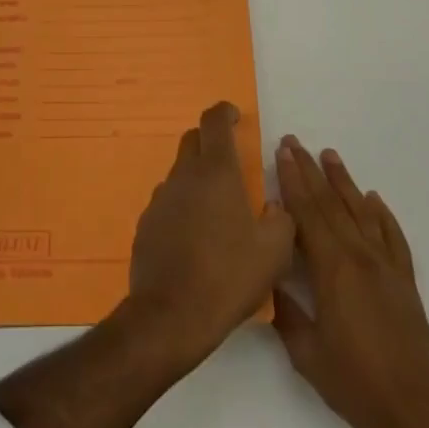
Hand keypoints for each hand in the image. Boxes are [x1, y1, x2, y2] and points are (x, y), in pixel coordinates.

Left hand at [127, 102, 294, 363]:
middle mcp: (183, 176)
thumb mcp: (274, 251)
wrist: (171, 314)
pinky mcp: (146, 223)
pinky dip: (184, 206)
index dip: (224, 112)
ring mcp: (160, 199)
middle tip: (231, 160)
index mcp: (216, 173)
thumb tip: (274, 206)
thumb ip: (281, 218)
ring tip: (218, 209)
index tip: (234, 116)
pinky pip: (169, 202)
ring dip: (198, 178)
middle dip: (211, 142)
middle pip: (193, 141)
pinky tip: (196, 237)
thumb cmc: (228, 277)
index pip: (214, 122)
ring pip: (180, 173)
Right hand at [272, 137, 428, 427]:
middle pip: (331, 204)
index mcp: (334, 270)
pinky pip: (392, 237)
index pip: (307, 213)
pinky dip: (382, 215)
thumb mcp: (306, 352)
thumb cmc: (356, 385)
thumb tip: (268, 278)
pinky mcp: (405, 283)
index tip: (282, 153)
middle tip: (295, 142)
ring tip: (329, 155)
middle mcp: (361, 258)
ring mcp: (387, 268)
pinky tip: (373, 199)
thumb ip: (285, 310)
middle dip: (310, 172)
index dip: (292, 181)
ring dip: (344, 182)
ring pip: (361, 213)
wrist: (418, 416)